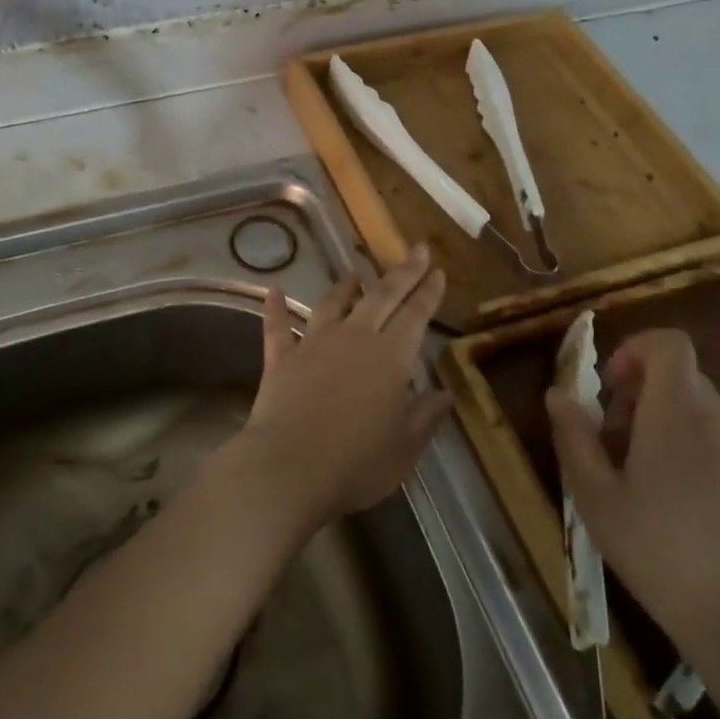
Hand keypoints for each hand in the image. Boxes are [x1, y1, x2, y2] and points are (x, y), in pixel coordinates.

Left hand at [233, 245, 451, 532]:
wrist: (289, 467)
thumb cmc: (357, 463)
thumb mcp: (405, 448)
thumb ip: (425, 416)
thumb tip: (445, 393)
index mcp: (391, 357)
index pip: (416, 315)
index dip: (429, 292)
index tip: (438, 271)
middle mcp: (354, 339)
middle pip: (381, 297)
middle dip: (402, 273)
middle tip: (417, 250)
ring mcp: (313, 344)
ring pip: (332, 303)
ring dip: (345, 286)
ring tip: (354, 272)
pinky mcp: (280, 358)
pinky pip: (277, 326)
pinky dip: (275, 307)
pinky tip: (273, 290)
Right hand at [545, 329, 719, 687]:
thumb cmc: (661, 551)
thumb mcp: (595, 495)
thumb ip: (574, 436)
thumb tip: (558, 394)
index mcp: (678, 410)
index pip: (667, 344)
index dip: (632, 351)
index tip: (607, 390)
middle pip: (677, 377)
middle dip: (636, 396)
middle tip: (609, 445)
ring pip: (695, 411)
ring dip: (659, 425)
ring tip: (635, 480)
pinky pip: (716, 441)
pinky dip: (686, 449)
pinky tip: (672, 505)